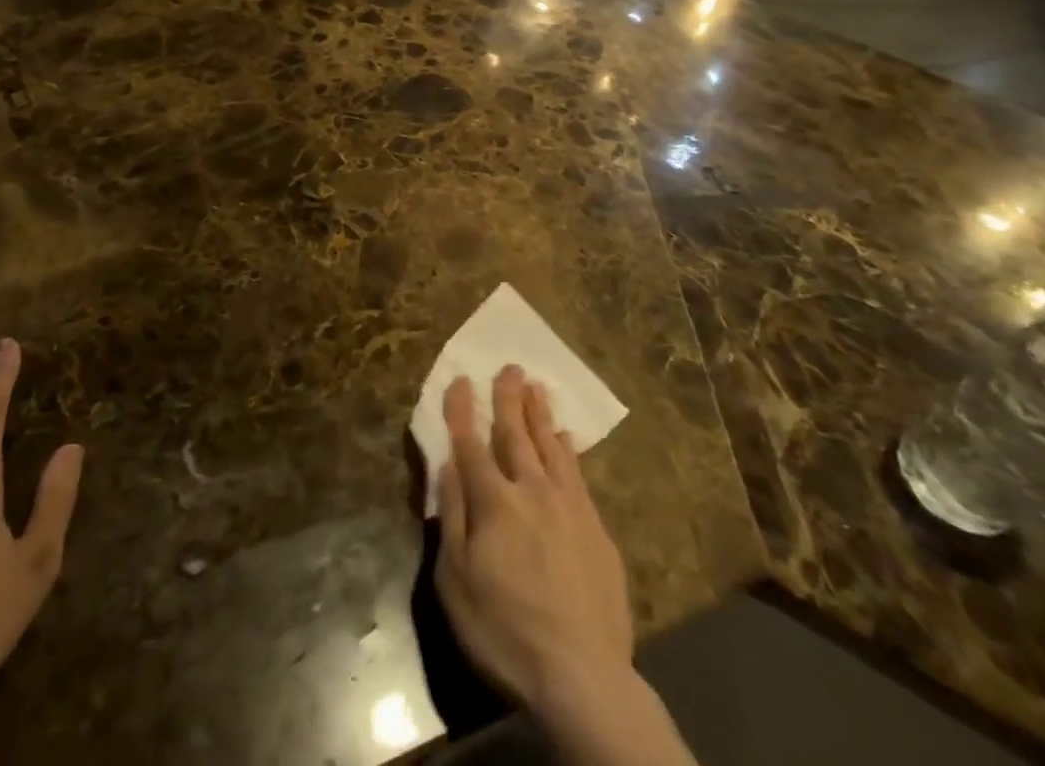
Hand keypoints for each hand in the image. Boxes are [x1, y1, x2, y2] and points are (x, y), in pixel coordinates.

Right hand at [434, 366, 633, 719]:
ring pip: (551, 446)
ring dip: (540, 414)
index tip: (460, 379)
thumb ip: (452, 517)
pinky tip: (567, 438)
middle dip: (508, 398)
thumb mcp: (456, 581)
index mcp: (493, 502)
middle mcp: (531, 491)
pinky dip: (569, 450)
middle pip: (516, 434)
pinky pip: (578, 474)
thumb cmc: (505, 631)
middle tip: (509, 367)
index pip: (471, 443)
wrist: (583, 676)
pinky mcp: (596, 528)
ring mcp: (569, 507)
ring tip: (536, 387)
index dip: (462, 410)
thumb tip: (447, 466)